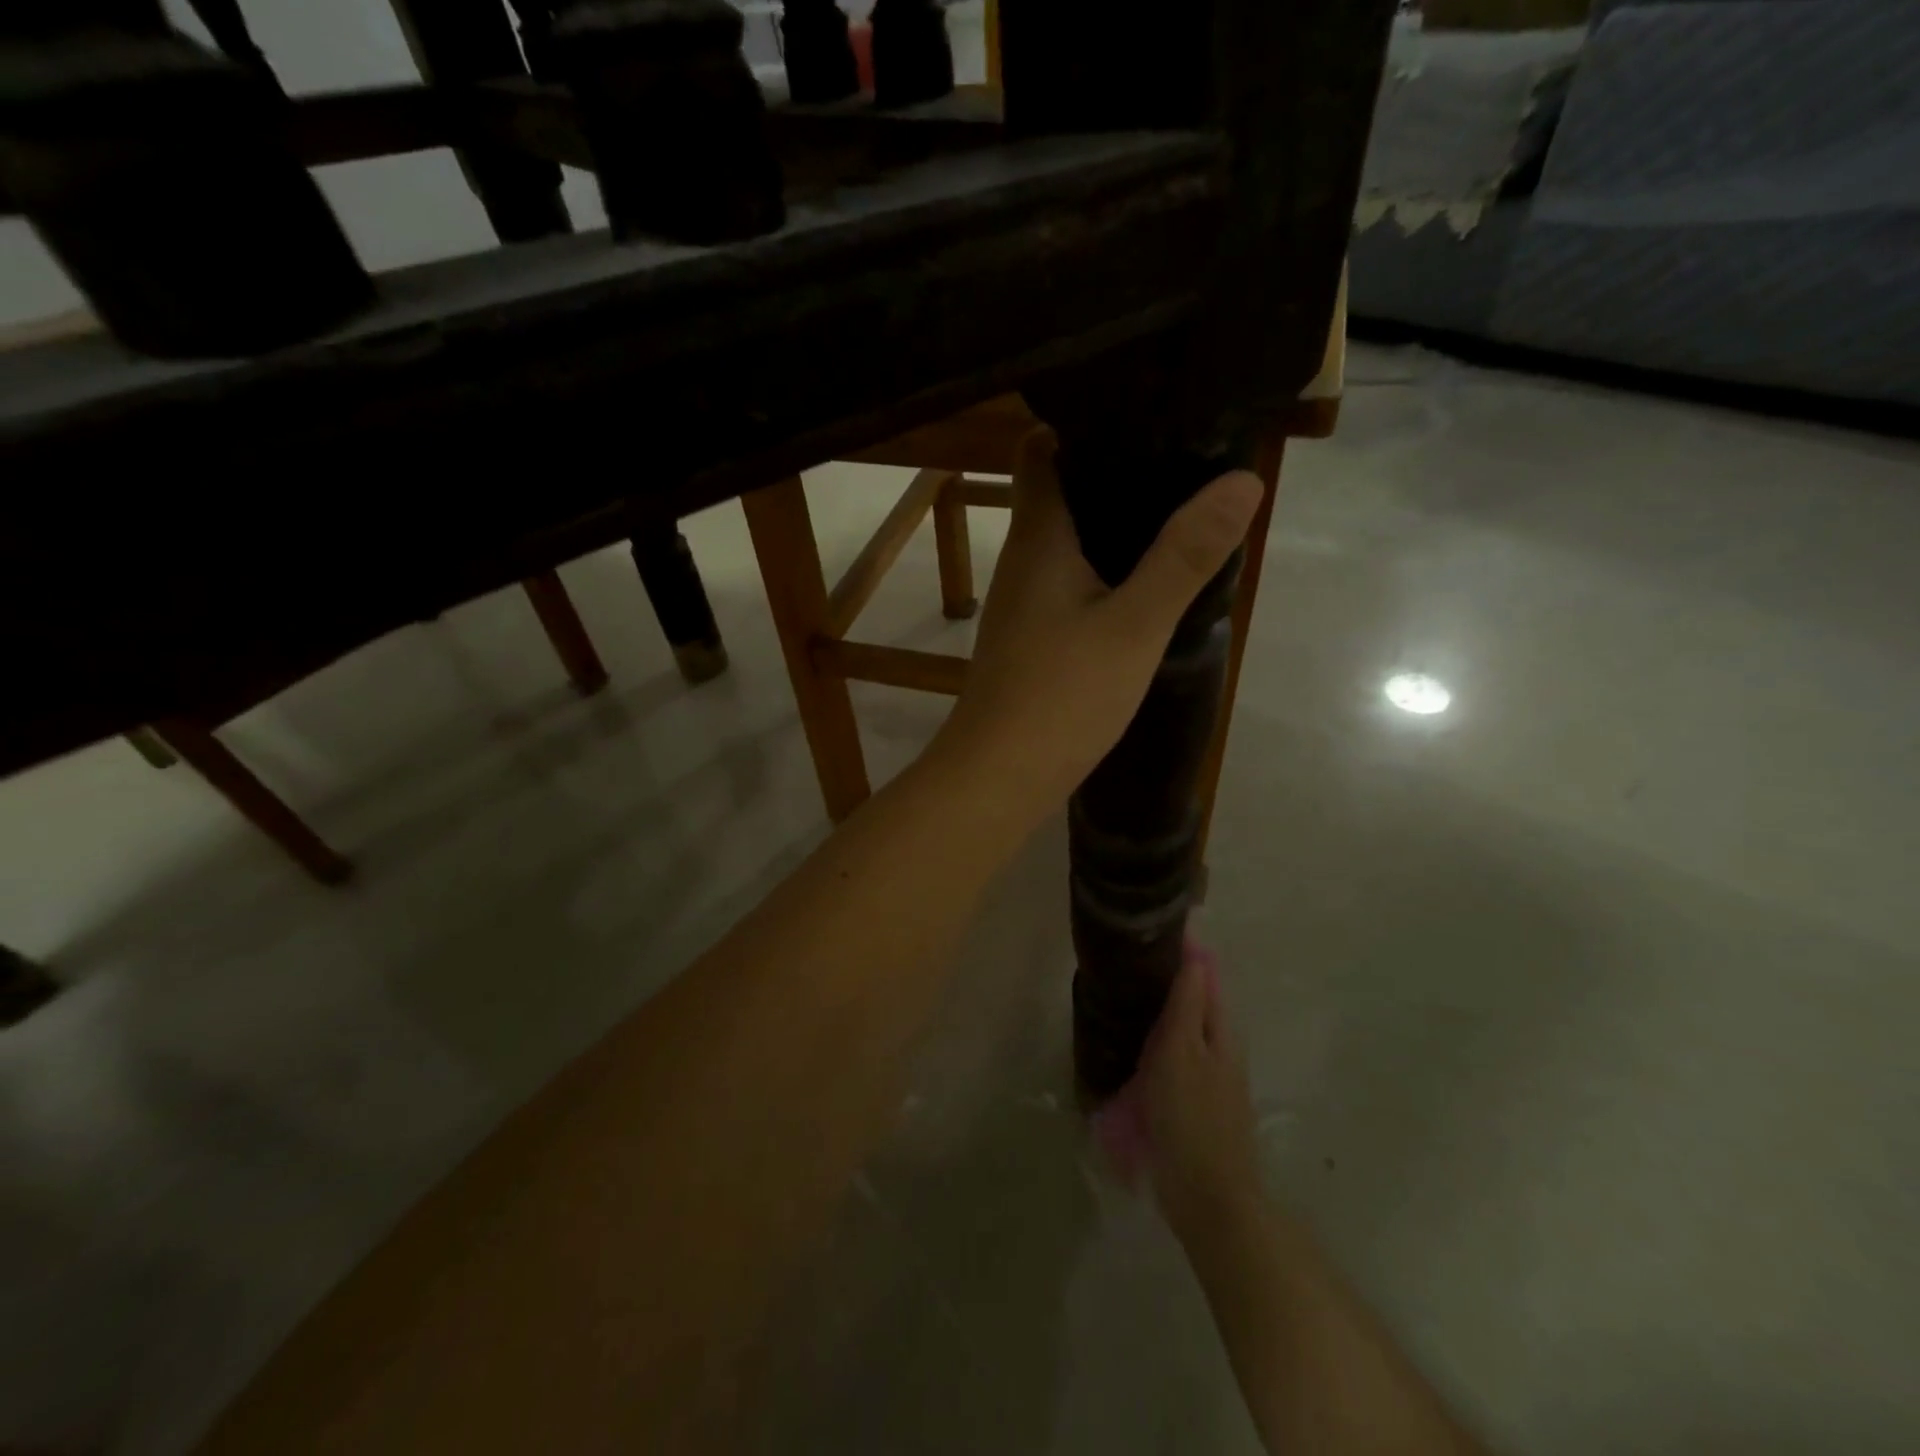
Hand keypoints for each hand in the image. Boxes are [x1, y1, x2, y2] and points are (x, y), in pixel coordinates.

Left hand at [938, 429, 1263, 812]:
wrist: (998, 776)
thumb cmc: (1061, 695)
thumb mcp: (1135, 624)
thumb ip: (1184, 556)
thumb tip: (1241, 479)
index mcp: (1038, 539)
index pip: (1040, 453)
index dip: (1080, 422)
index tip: (1139, 408)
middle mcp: (1022, 561)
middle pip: (1058, 492)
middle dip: (1112, 471)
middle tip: (1182, 457)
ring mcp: (1022, 604)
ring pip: (1066, 543)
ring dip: (1112, 525)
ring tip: (1176, 510)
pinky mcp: (1031, 640)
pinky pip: (1069, 585)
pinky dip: (1103, 571)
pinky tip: (1142, 584)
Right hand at [1131, 945, 1262, 1245]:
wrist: (1209, 1197)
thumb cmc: (1191, 1117)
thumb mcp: (1182, 1053)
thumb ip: (1187, 1005)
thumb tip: (1195, 955)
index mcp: (1220, 1031)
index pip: (1206, 975)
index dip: (1187, 950)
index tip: (1159, 925)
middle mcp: (1220, 1048)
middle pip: (1198, 999)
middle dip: (1174, 975)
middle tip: (1133, 955)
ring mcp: (1210, 1076)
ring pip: (1187, 1026)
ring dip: (1164, 1005)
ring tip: (1128, 989)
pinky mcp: (1195, 1099)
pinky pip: (1176, 1053)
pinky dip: (1158, 1036)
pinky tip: (1135, 1042)